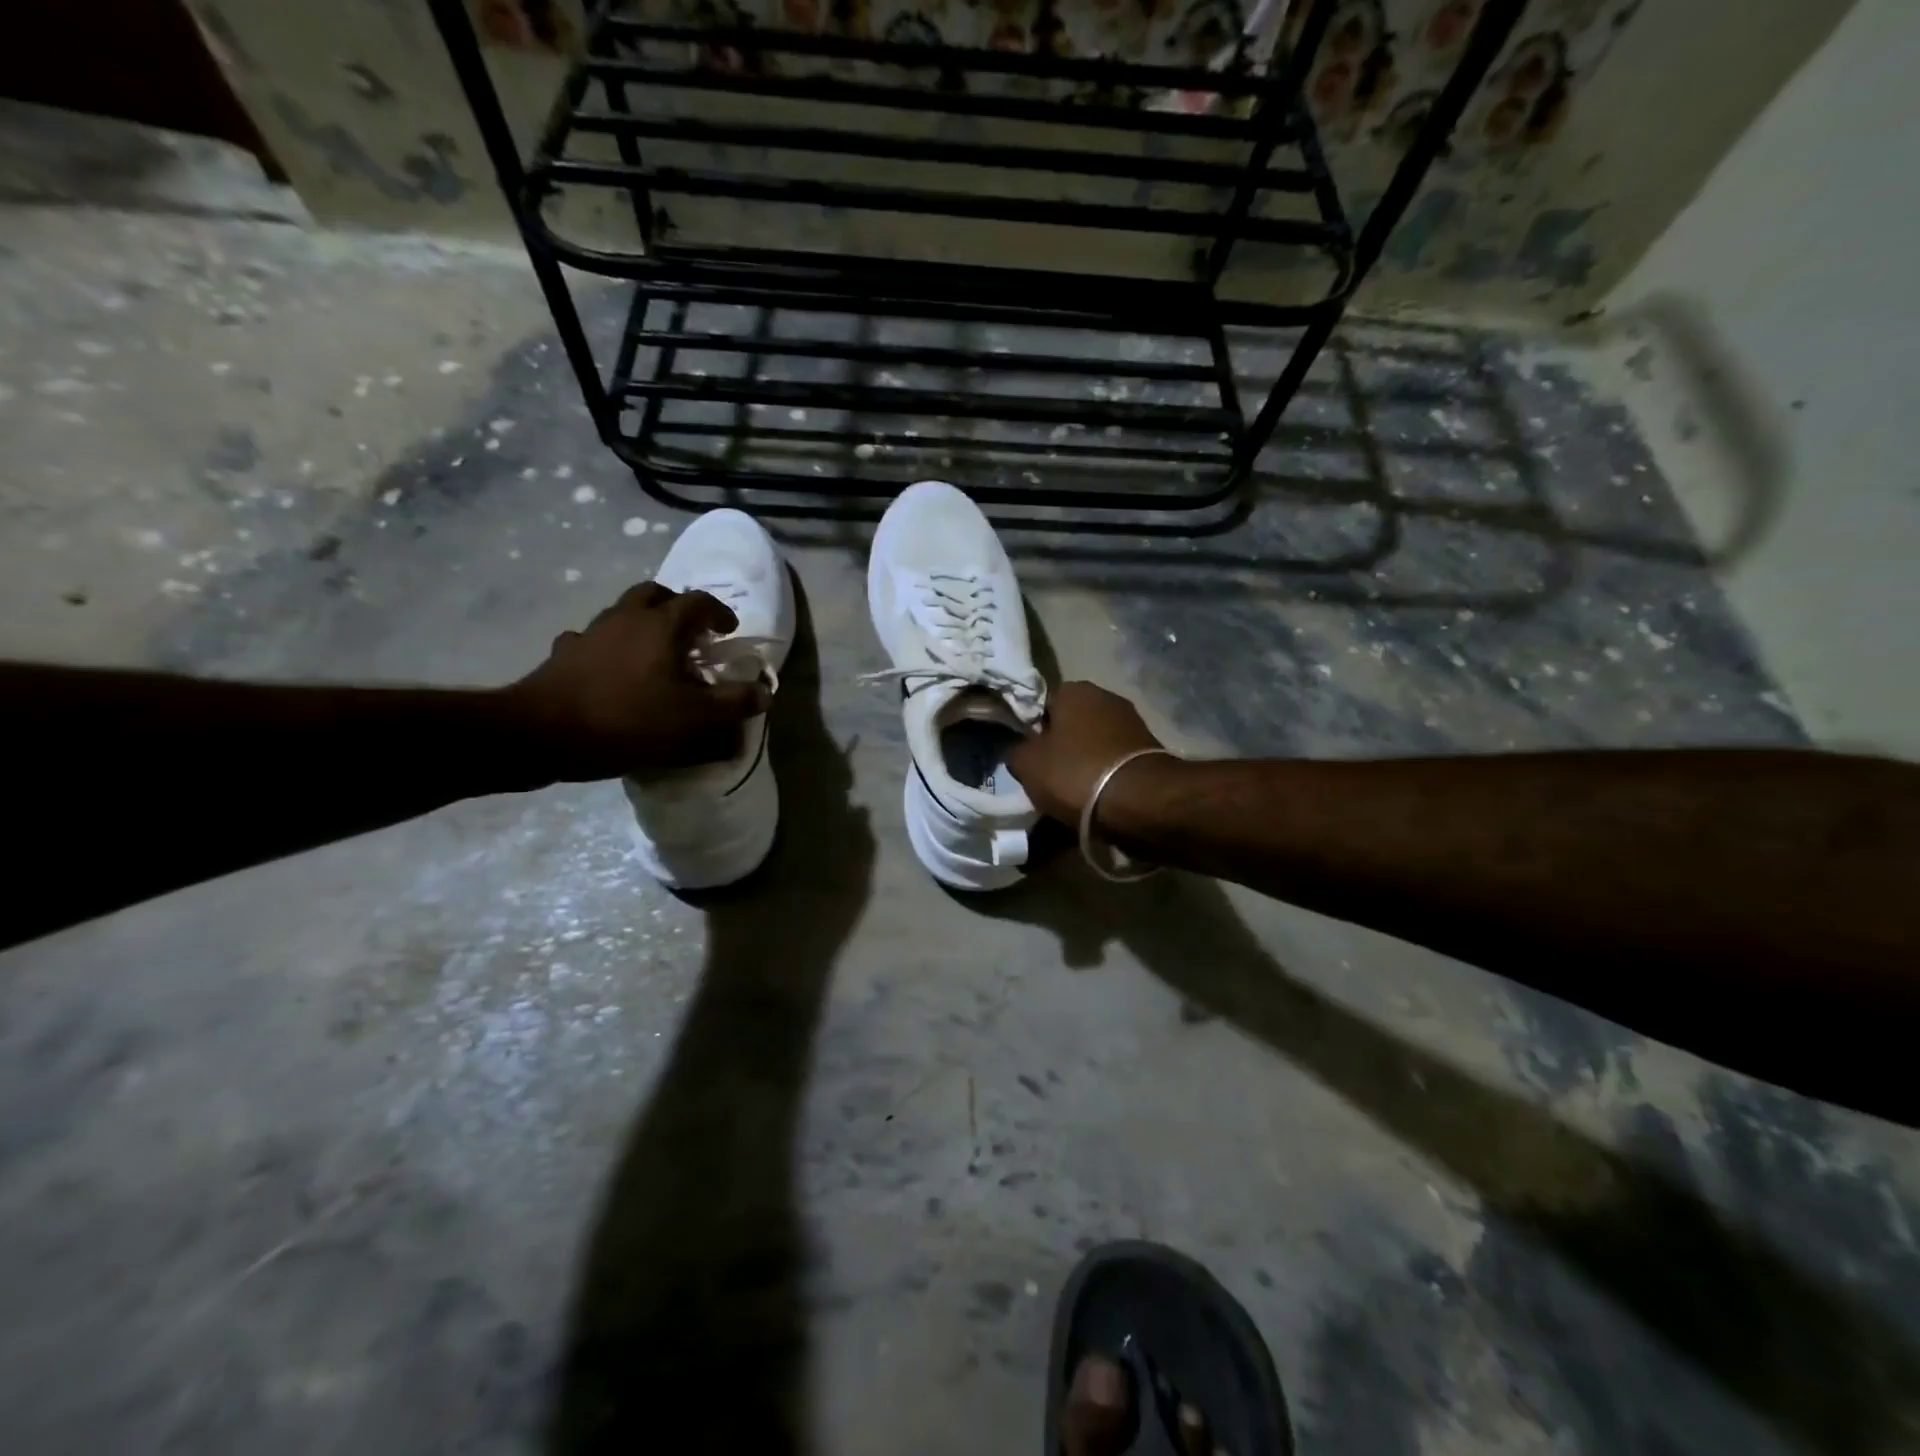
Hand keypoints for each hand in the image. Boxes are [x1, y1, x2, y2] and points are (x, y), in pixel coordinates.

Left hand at [504, 582, 770, 783]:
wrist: (544, 733)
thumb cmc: (629, 720)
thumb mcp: (694, 719)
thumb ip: (733, 703)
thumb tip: (765, 692)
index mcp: (663, 626)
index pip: (699, 602)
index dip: (719, 612)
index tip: (729, 630)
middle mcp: (627, 617)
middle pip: (656, 593)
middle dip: (678, 606)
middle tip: (691, 631)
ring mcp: (591, 631)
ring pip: (623, 610)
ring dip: (643, 622)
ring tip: (654, 651)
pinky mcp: (565, 652)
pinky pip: (592, 638)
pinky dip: (608, 645)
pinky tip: (611, 667)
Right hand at [1008, 680, 1165, 823]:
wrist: (1138, 800)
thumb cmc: (1074, 772)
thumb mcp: (1027, 764)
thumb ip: (1017, 750)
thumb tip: (1021, 749)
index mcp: (1073, 689)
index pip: (1042, 703)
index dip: (1032, 729)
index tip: (1029, 754)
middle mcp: (1105, 696)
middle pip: (1071, 722)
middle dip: (1061, 744)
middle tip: (1048, 773)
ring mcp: (1132, 721)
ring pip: (1094, 740)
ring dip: (1084, 759)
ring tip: (1073, 788)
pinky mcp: (1149, 748)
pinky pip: (1114, 758)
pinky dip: (1105, 772)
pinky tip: (1097, 793)